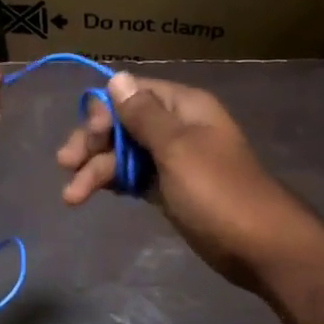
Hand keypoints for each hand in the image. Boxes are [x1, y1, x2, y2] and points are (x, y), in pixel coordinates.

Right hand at [56, 73, 317, 288]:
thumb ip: (144, 115)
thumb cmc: (217, 191)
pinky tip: (92, 194)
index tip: (89, 137)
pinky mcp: (170, 190)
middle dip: (93, 143)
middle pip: (124, 124)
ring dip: (97, 170)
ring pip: (125, 154)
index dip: (104, 111)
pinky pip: (135, 177)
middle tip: (66, 166)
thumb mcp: (177, 148)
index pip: (132, 93)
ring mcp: (173, 161)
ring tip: (72, 198)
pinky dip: (114, 183)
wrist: (257, 245)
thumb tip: (117, 77)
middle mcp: (177, 128)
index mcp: (184, 107)